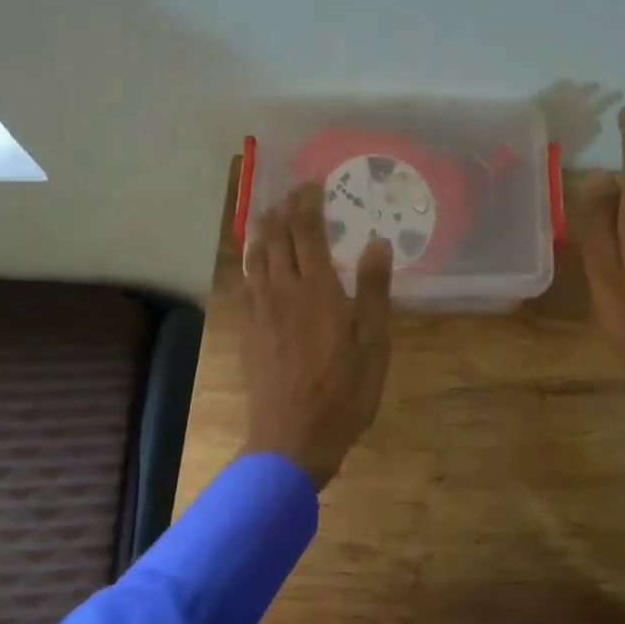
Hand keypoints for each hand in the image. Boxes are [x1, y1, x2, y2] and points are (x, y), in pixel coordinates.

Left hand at [242, 183, 394, 489]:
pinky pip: (246, 280)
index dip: (308, 202)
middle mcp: (283, 291)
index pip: (307, 231)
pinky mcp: (248, 329)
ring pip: (255, 256)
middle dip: (284, 209)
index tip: (314, 184)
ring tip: (273, 215)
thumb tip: (378, 242)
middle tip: (295, 194)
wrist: (291, 439)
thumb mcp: (373, 344)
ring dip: (264, 229)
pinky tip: (258, 262)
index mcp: (317, 290)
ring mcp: (260, 310)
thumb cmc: (343, 393)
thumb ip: (374, 290)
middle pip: (275, 237)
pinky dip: (253, 259)